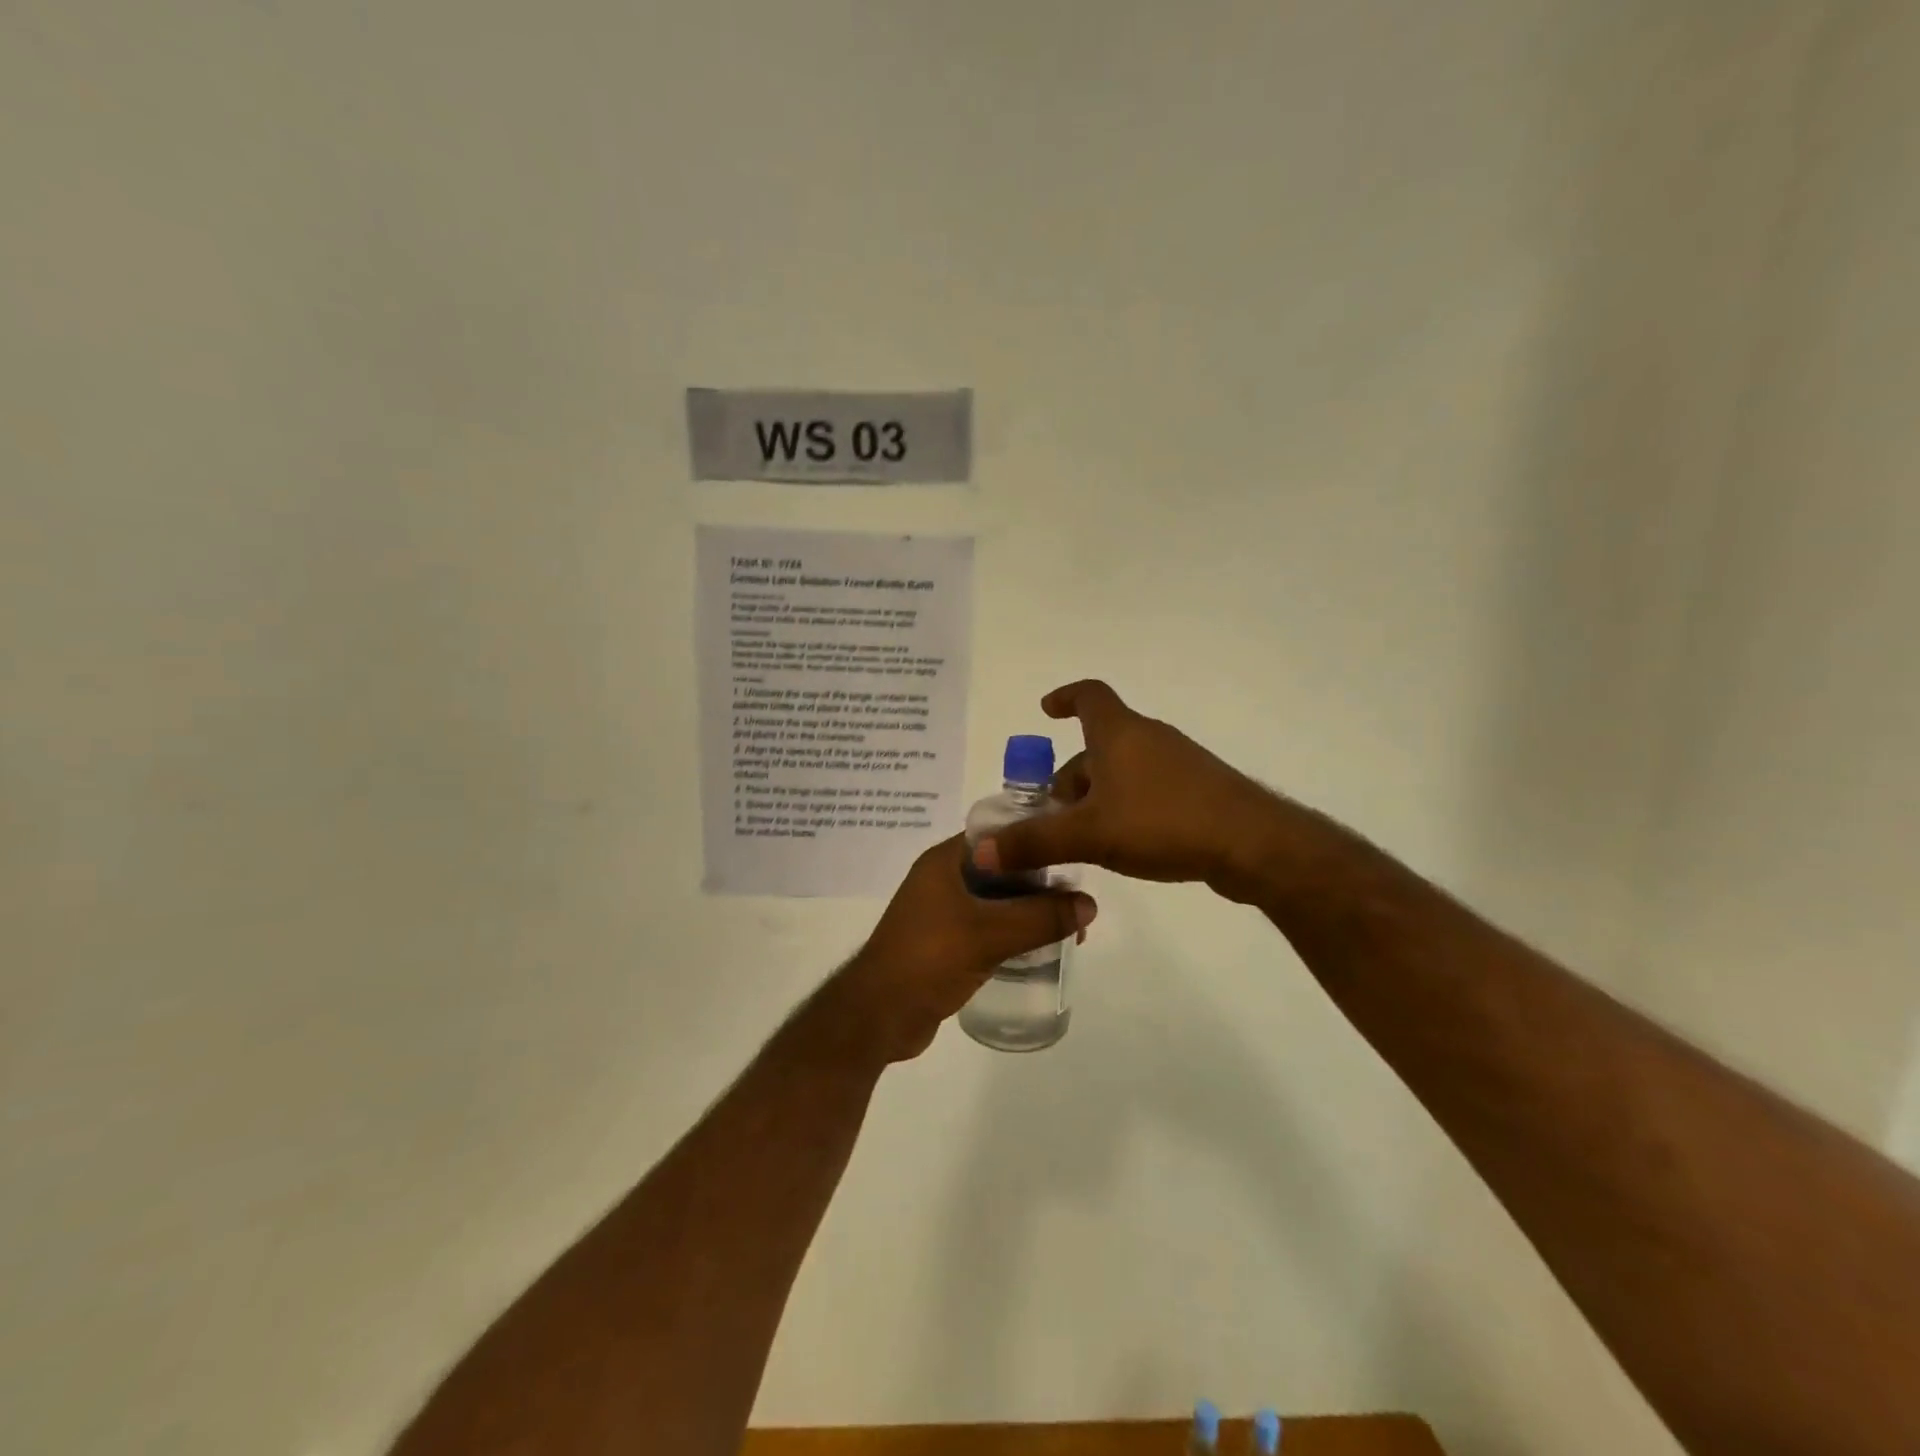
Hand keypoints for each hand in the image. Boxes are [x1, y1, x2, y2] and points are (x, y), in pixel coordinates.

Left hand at [834, 835, 1096, 1063]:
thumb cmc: (929, 959)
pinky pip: (987, 927)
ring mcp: (941, 912)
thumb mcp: (990, 934)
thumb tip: (1090, 903)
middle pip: (1001, 869)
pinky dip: (1013, 932)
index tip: (1072, 853)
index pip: (998, 835)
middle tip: (1077, 901)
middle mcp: (942, 879)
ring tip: (1070, 927)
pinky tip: (1041, 947)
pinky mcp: (945, 942)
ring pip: (996, 901)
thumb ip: (1041, 918)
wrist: (878, 1015)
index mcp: (945, 861)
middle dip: (1039, 883)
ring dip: (1029, 911)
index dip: (1035, 840)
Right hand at [972, 680, 1283, 901]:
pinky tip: (1124, 845)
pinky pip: (1148, 789)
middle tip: (1052, 816)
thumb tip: (979, 850)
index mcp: (1120, 733)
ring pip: (1123, 770)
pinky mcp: (1198, 791)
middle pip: (1099, 745)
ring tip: (1083, 838)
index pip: (1088, 695)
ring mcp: (1178, 764)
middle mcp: (1149, 739)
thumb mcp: (1089, 834)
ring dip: (1097, 796)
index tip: (1045, 711)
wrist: (1252, 844)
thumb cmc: (1163, 822)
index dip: (1064, 698)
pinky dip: (1126, 807)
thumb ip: (1033, 842)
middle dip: (1072, 776)